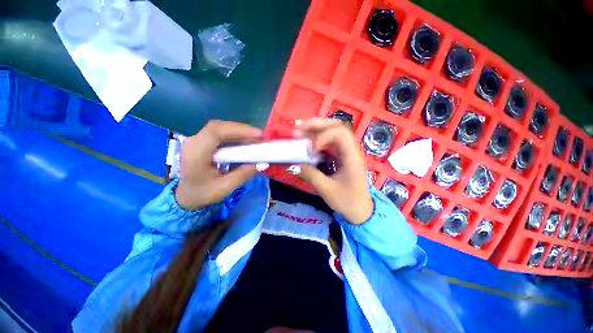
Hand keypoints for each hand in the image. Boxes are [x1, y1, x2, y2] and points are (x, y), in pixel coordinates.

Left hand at [175, 120, 262, 209]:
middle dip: (242, 130)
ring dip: (239, 132)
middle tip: (260, 137)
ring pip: (220, 128)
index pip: (215, 132)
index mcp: (196, 153)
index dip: (238, 130)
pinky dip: (234, 135)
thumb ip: (243, 174)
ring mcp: (197, 140)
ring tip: (255, 139)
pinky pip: (220, 133)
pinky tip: (244, 141)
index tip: (258, 135)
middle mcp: (194, 141)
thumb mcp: (224, 188)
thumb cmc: (202, 193)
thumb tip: (262, 163)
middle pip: (219, 127)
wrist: (186, 196)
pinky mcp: (202, 141)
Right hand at [295, 118, 372, 223]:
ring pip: (333, 131)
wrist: (360, 210)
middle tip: (299, 128)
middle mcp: (351, 150)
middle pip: (337, 126)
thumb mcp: (327, 190)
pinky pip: (329, 142)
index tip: (311, 150)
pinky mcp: (341, 156)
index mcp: (352, 157)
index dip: (323, 136)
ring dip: (315, 129)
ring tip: (299, 132)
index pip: (341, 134)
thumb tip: (297, 164)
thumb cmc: (347, 201)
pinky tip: (307, 143)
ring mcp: (346, 151)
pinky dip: (317, 139)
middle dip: (317, 124)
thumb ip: (311, 175)